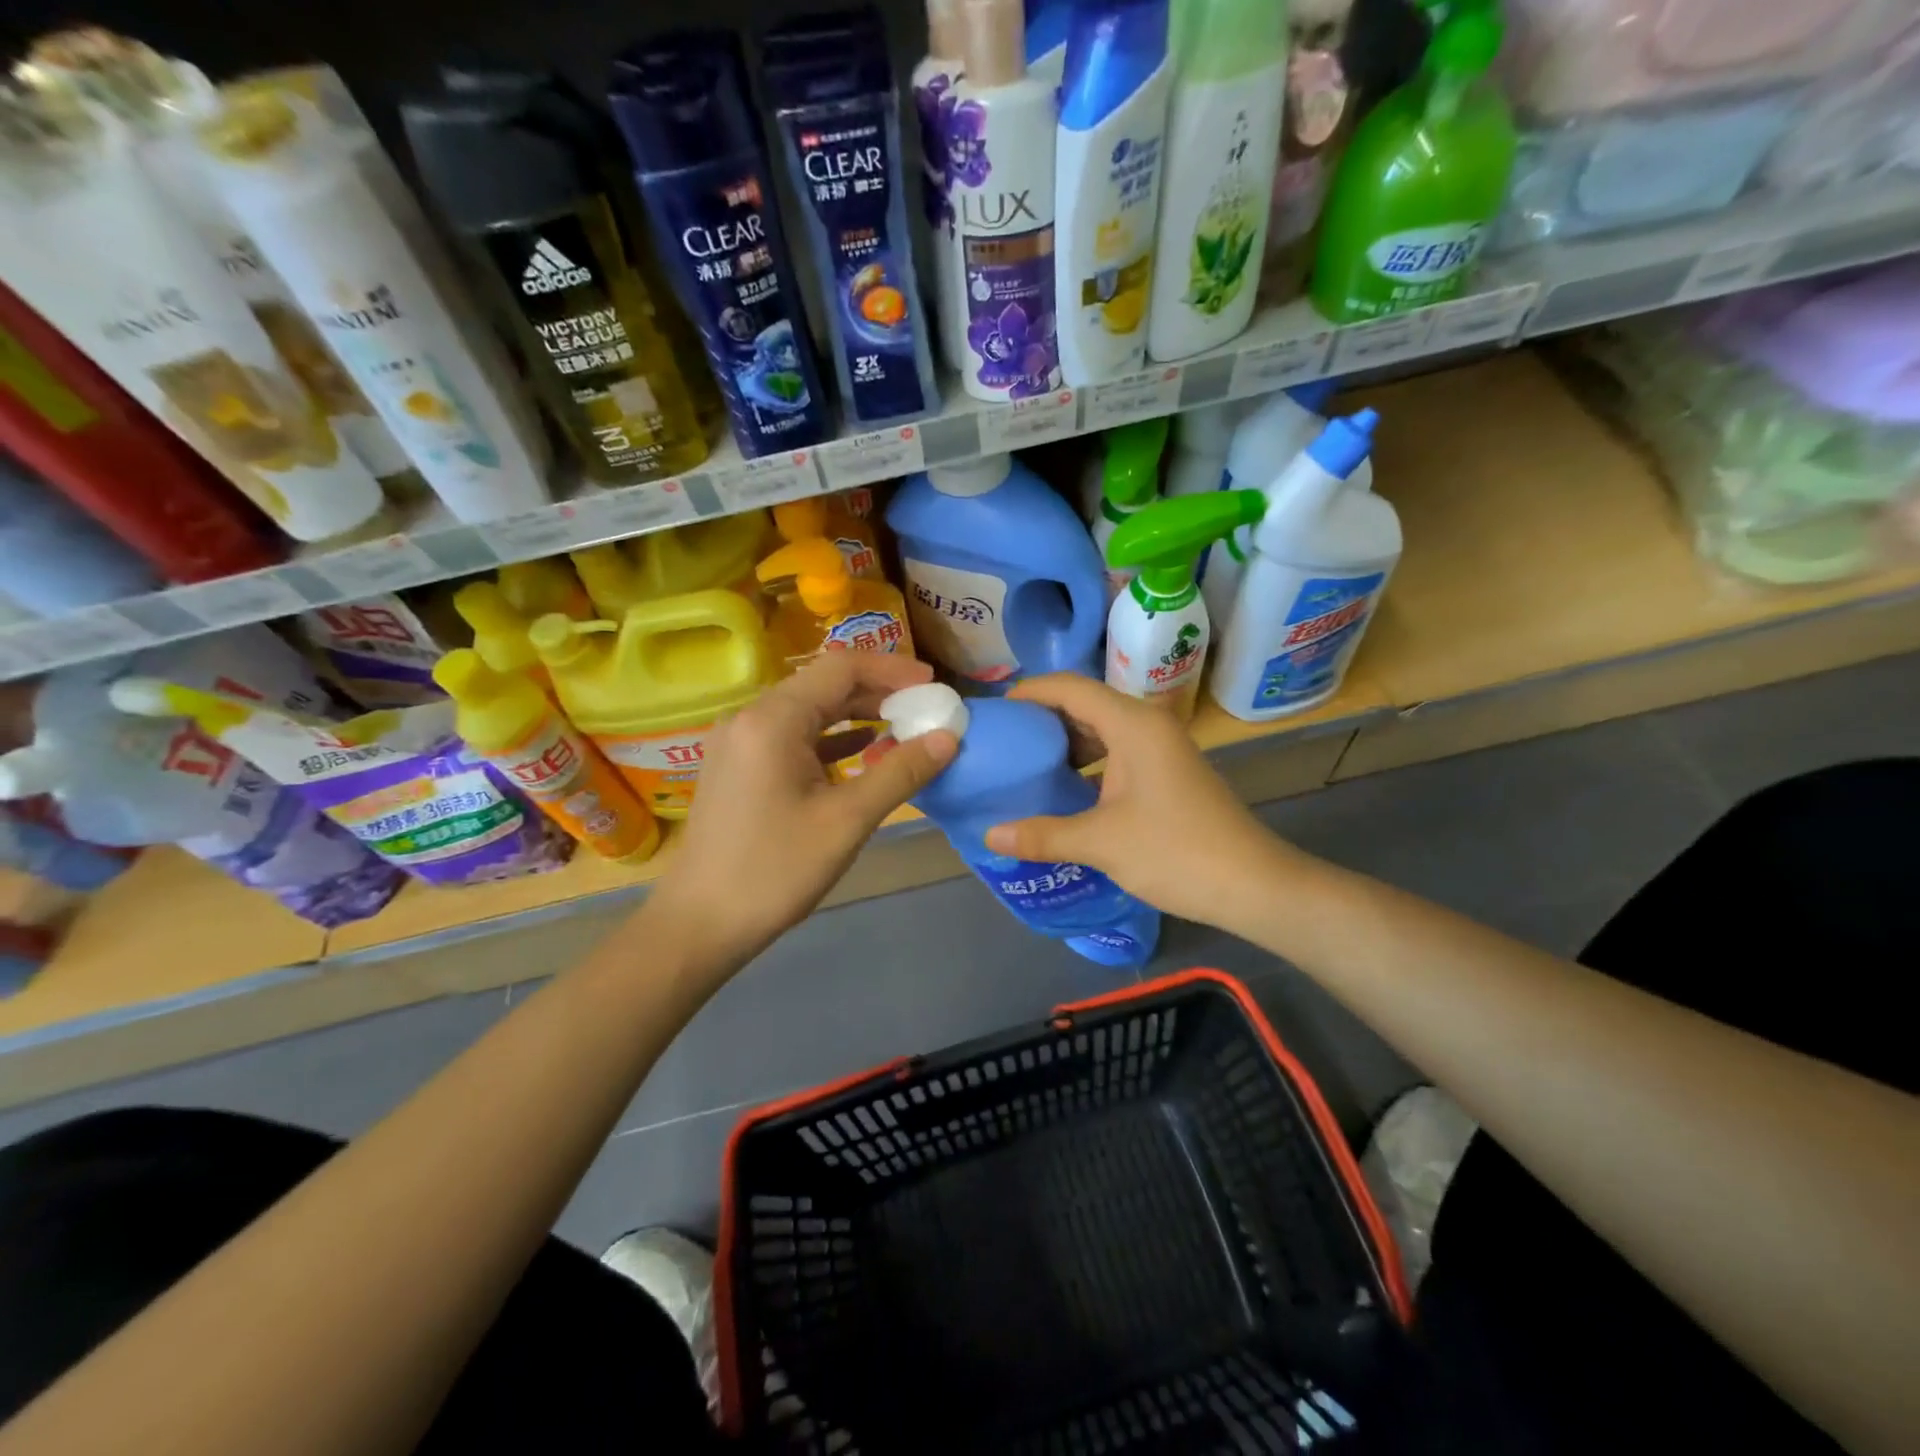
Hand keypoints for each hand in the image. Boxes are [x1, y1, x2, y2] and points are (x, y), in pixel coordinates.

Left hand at [650, 652, 956, 968]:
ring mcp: (740, 742)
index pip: (841, 668)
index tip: (933, 685)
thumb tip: (949, 737)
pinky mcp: (739, 766)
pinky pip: (793, 736)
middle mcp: (751, 717)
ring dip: (856, 715)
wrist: (700, 923)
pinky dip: (831, 739)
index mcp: (773, 719)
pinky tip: (863, 751)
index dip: (891, 669)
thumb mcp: (847, 820)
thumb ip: (900, 772)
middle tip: (926, 709)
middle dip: (878, 693)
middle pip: (823, 685)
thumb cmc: (774, 870)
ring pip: (808, 711)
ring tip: (904, 728)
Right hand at [983, 674, 1292, 926]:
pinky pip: (1116, 752)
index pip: (1070, 688)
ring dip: (1065, 743)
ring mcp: (1160, 749)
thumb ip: (1043, 835)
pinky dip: (1087, 763)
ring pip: (1102, 729)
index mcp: (1133, 725)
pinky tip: (1064, 789)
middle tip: (1002, 741)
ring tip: (1024, 764)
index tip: (995, 713)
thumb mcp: (1101, 843)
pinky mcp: (1167, 773)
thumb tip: (990, 835)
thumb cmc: (1176, 852)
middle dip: (1043, 719)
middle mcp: (1147, 726)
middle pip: (1085, 704)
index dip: (1030, 693)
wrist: (1253, 885)